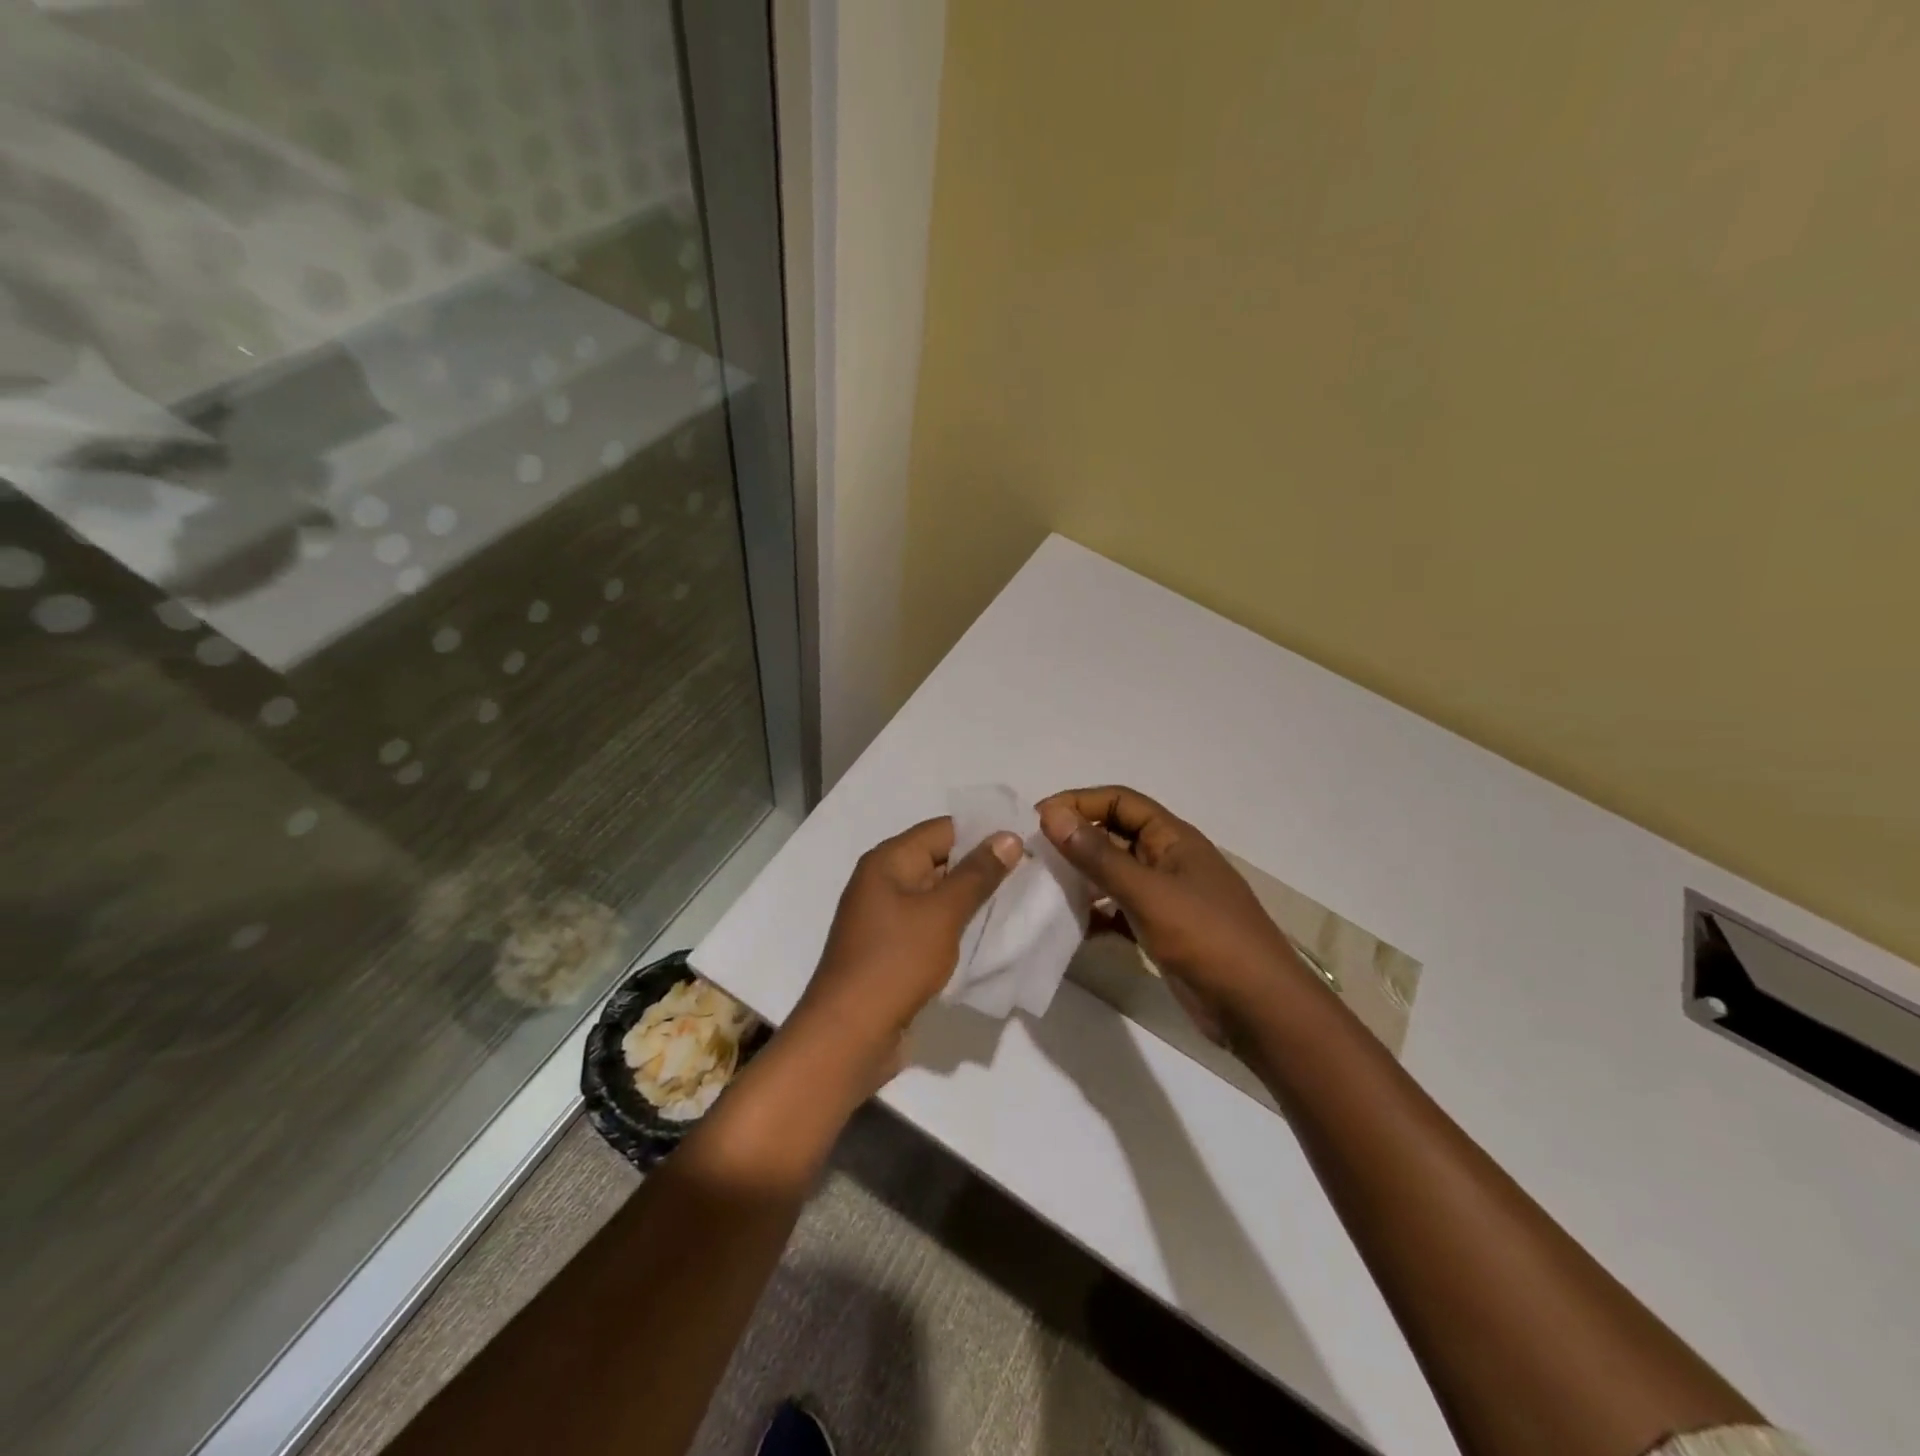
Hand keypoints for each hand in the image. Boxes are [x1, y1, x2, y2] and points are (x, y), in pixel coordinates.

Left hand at [786, 816, 1022, 1094]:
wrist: (849, 1034)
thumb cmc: (896, 962)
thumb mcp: (942, 913)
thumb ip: (977, 874)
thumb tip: (1008, 836)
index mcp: (888, 861)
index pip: (943, 829)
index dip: (983, 832)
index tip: (1024, 841)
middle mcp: (882, 881)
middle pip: (939, 859)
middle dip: (981, 865)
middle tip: (1030, 871)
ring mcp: (885, 918)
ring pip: (936, 895)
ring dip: (971, 898)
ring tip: (1018, 900)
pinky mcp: (891, 949)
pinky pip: (929, 924)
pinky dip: (955, 925)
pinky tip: (987, 934)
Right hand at [1037, 786, 1312, 1043]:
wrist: (1258, 1010)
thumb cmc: (1207, 939)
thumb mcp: (1148, 893)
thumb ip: (1099, 856)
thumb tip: (1052, 814)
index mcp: (1174, 838)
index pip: (1120, 801)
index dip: (1080, 802)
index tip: (1038, 819)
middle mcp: (1168, 860)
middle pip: (1115, 835)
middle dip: (1075, 839)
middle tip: (1032, 854)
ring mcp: (1166, 898)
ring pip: (1114, 874)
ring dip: (1081, 877)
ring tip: (1042, 888)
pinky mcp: (1161, 931)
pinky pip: (1119, 911)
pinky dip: (1095, 914)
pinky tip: (1069, 927)